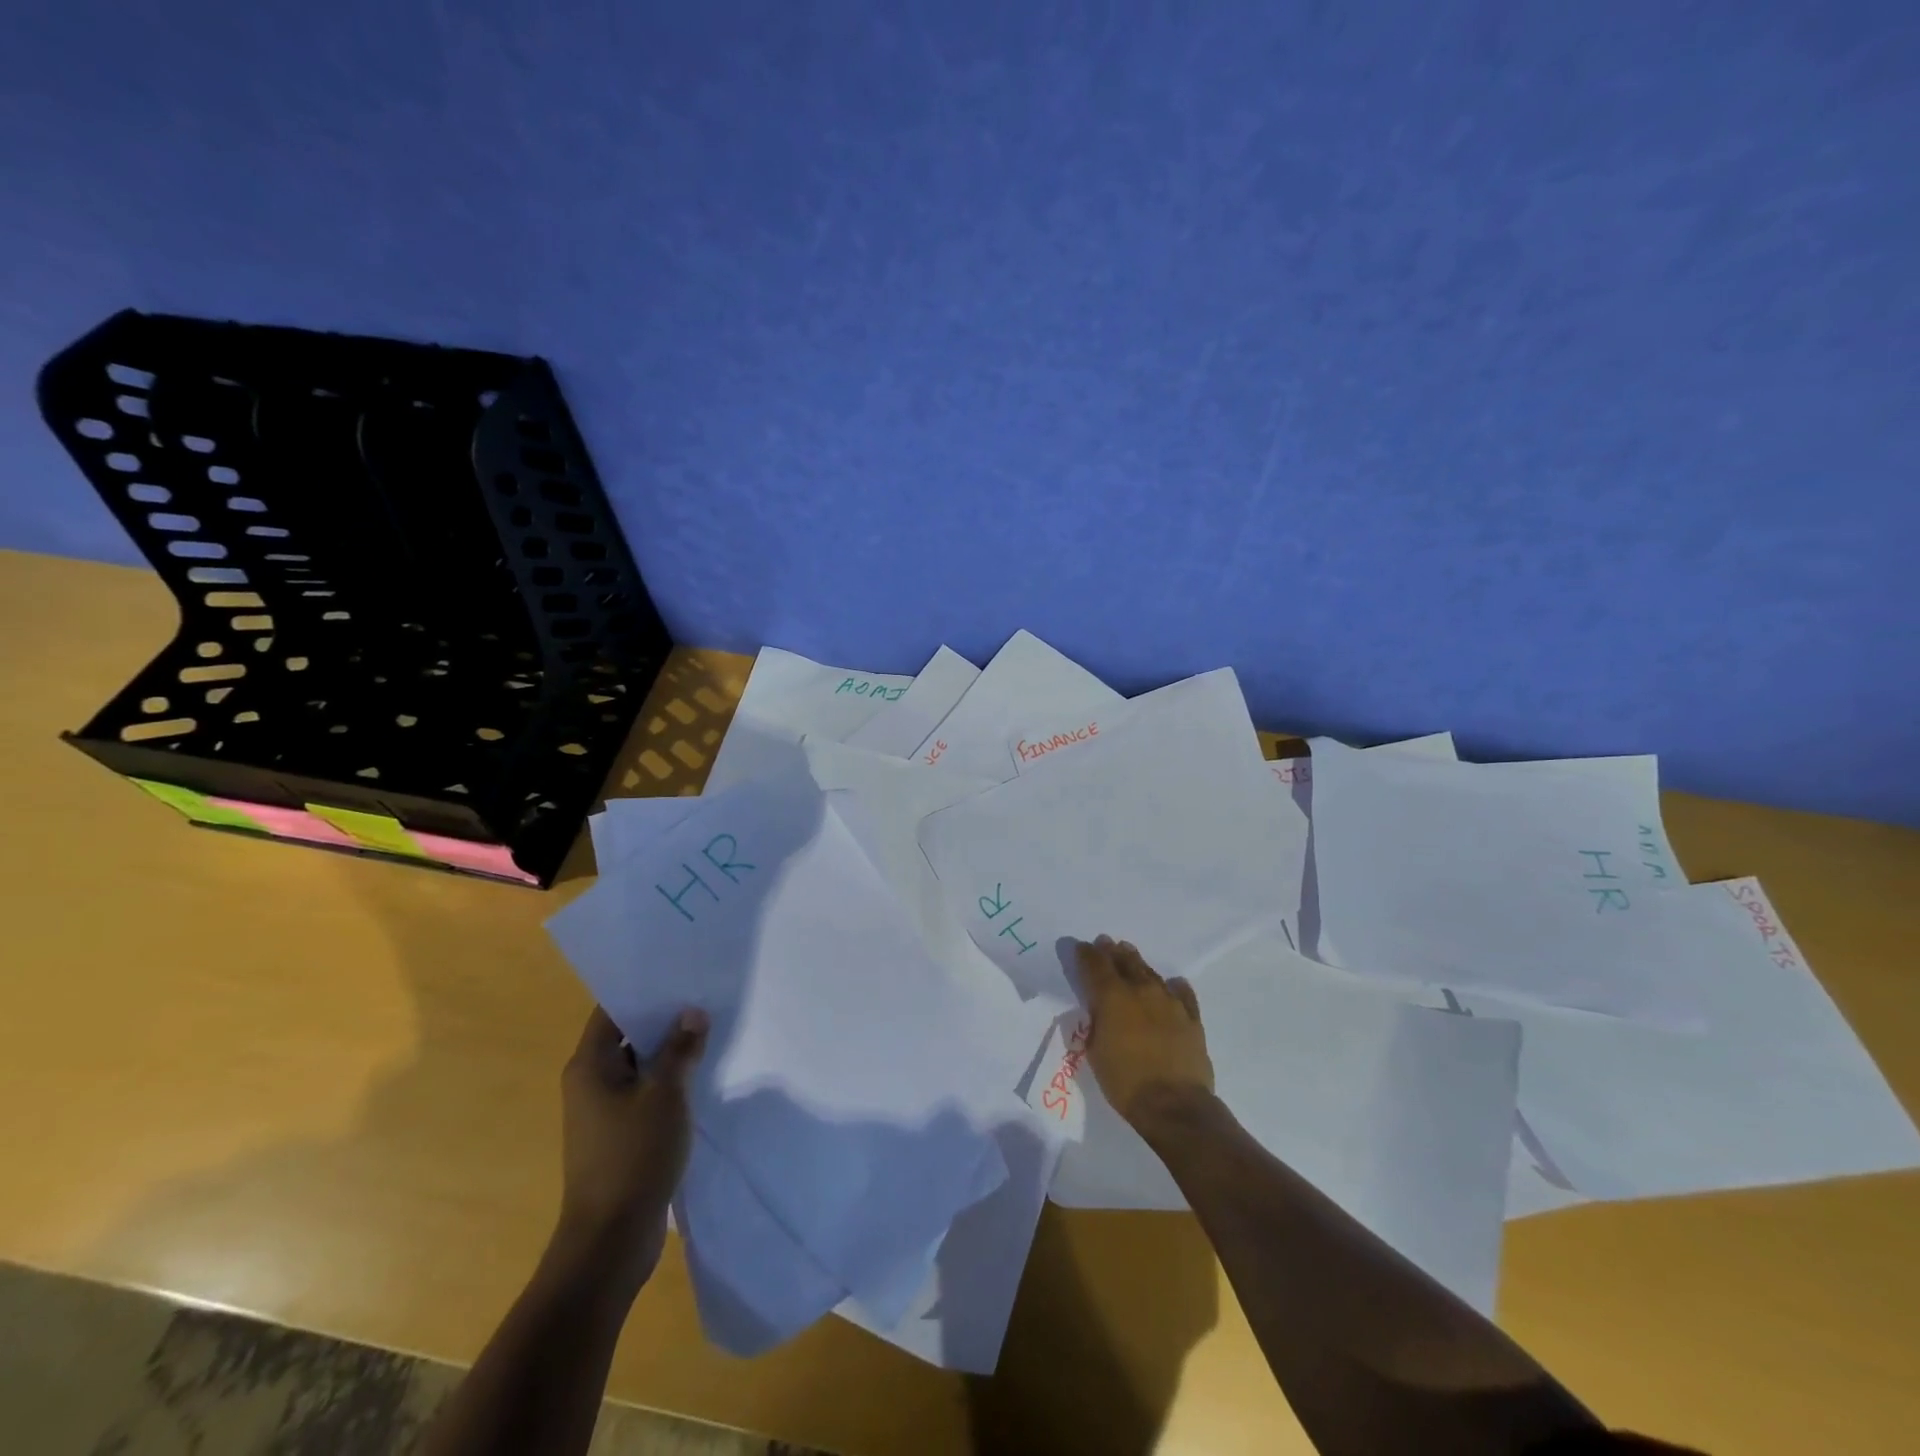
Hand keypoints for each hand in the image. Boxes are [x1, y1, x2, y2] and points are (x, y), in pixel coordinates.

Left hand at [556, 1005, 707, 1287]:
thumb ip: (681, 1050)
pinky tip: (701, 1072)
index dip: (644, 989)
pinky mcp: (620, 1134)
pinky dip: (669, 1079)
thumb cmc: (633, 1157)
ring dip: (670, 1050)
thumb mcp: (666, 1095)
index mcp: (590, 1065)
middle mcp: (590, 1082)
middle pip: (628, 1034)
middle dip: (664, 1017)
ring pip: (640, 1064)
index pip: (612, 1010)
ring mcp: (604, 1110)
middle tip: (704, 994)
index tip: (679, 971)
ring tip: (710, 1026)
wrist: (611, 1240)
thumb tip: (692, 1012)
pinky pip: (645, 1091)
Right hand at [1073, 936, 1214, 1129]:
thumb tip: (1099, 1010)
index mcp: (1113, 997)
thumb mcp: (1095, 1051)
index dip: (1086, 954)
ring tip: (1130, 954)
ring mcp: (1170, 1002)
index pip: (1095, 965)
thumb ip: (1097, 1022)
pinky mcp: (1191, 1018)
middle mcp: (1141, 990)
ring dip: (1138, 963)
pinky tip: (1173, 984)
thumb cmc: (1125, 1081)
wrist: (1174, 1105)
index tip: (1081, 947)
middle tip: (1106, 943)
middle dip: (1112, 951)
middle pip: (1125, 962)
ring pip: (1151, 973)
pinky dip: (1174, 987)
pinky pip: (1182, 993)